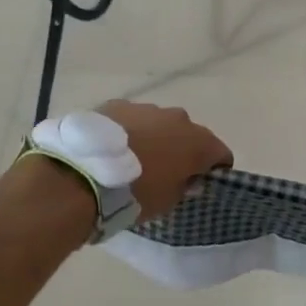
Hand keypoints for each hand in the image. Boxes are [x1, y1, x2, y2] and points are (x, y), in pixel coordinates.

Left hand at [96, 100, 233, 216]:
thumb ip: (184, 186)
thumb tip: (189, 179)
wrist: (83, 174)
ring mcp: (146, 108)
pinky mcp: (117, 104)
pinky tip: (113, 149)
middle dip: (183, 151)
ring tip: (134, 160)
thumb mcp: (167, 201)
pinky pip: (132, 119)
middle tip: (166, 172)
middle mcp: (178, 118)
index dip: (215, 169)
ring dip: (155, 139)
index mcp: (198, 142)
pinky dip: (129, 131)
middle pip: (190, 135)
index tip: (200, 183)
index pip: (221, 154)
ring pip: (160, 124)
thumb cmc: (135, 194)